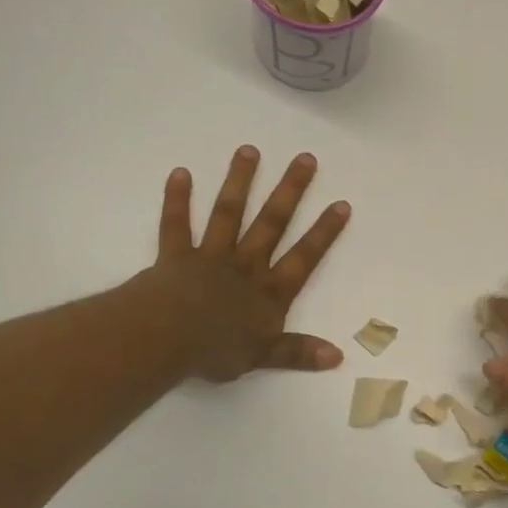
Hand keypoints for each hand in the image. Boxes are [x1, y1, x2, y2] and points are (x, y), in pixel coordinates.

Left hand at [133, 145, 350, 381]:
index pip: (304, 257)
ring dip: (239, 182)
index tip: (341, 204)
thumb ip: (299, 352)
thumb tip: (338, 357)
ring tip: (249, 150)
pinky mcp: (176, 256)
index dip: (324, 232)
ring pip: (228, 213)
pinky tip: (180, 172)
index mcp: (269, 291)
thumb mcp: (264, 356)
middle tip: (305, 158)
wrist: (166, 339)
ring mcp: (210, 256)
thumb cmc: (216, 350)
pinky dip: (177, 200)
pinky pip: (176, 225)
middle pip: (271, 223)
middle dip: (290, 191)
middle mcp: (245, 265)